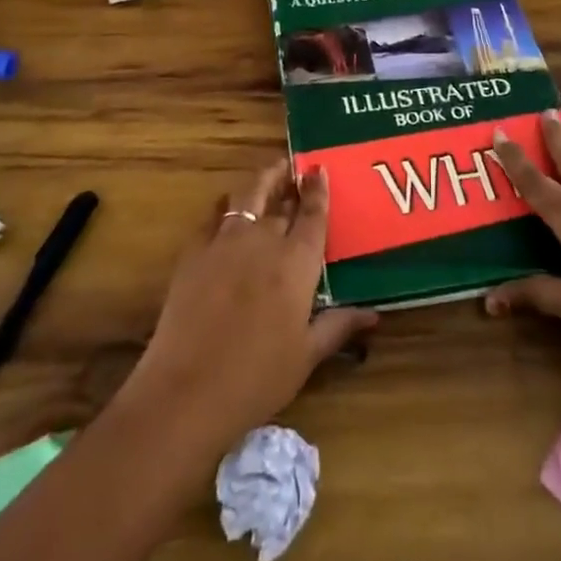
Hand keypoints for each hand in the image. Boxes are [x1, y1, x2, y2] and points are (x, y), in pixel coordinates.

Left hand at [120, 163, 377, 452]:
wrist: (188, 390)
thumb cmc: (257, 379)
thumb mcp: (306, 356)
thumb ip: (338, 326)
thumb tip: (373, 314)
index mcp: (296, 262)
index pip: (312, 214)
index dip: (318, 190)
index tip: (320, 170)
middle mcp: (263, 240)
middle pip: (281, 201)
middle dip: (292, 184)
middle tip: (298, 173)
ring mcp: (226, 241)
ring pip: (247, 195)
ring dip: (262, 181)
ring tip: (270, 174)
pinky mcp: (194, 251)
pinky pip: (215, 214)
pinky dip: (226, 205)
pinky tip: (228, 207)